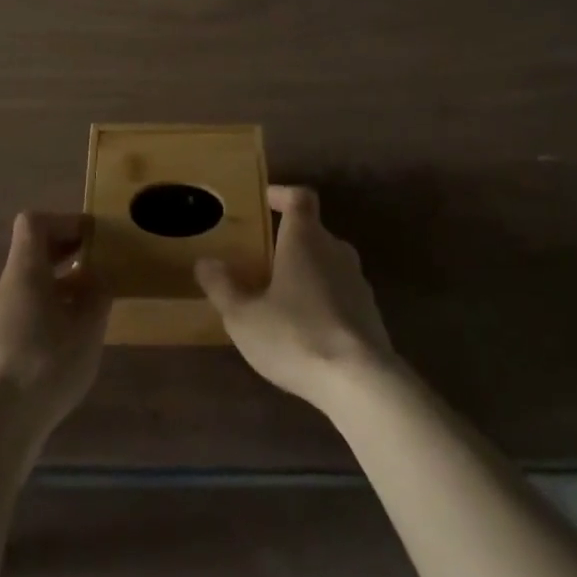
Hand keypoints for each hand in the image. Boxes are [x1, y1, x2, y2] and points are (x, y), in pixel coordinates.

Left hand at [0, 212, 110, 439]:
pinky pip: (20, 314)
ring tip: (86, 308)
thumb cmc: (46, 363)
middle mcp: (3, 287)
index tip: (90, 237)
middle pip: (30, 254)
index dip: (64, 221)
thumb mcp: (88, 327)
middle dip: (64, 255)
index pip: (34, 222)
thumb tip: (96, 275)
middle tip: (95, 266)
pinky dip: (44, 313)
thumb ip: (96, 293)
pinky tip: (64, 342)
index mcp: (23, 270)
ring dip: (56, 287)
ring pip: (26, 287)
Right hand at [196, 185, 399, 410]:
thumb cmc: (296, 335)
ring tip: (281, 296)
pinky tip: (306, 329)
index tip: (265, 201)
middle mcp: (336, 250)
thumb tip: (205, 262)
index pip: (300, 197)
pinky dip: (323, 300)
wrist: (361, 383)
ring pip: (328, 263)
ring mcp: (358, 282)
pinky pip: (341, 293)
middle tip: (263, 258)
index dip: (282, 194)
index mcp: (306, 238)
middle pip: (314, 231)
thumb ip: (223, 287)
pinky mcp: (371, 314)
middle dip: (289, 240)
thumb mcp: (244, 317)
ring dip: (307, 272)